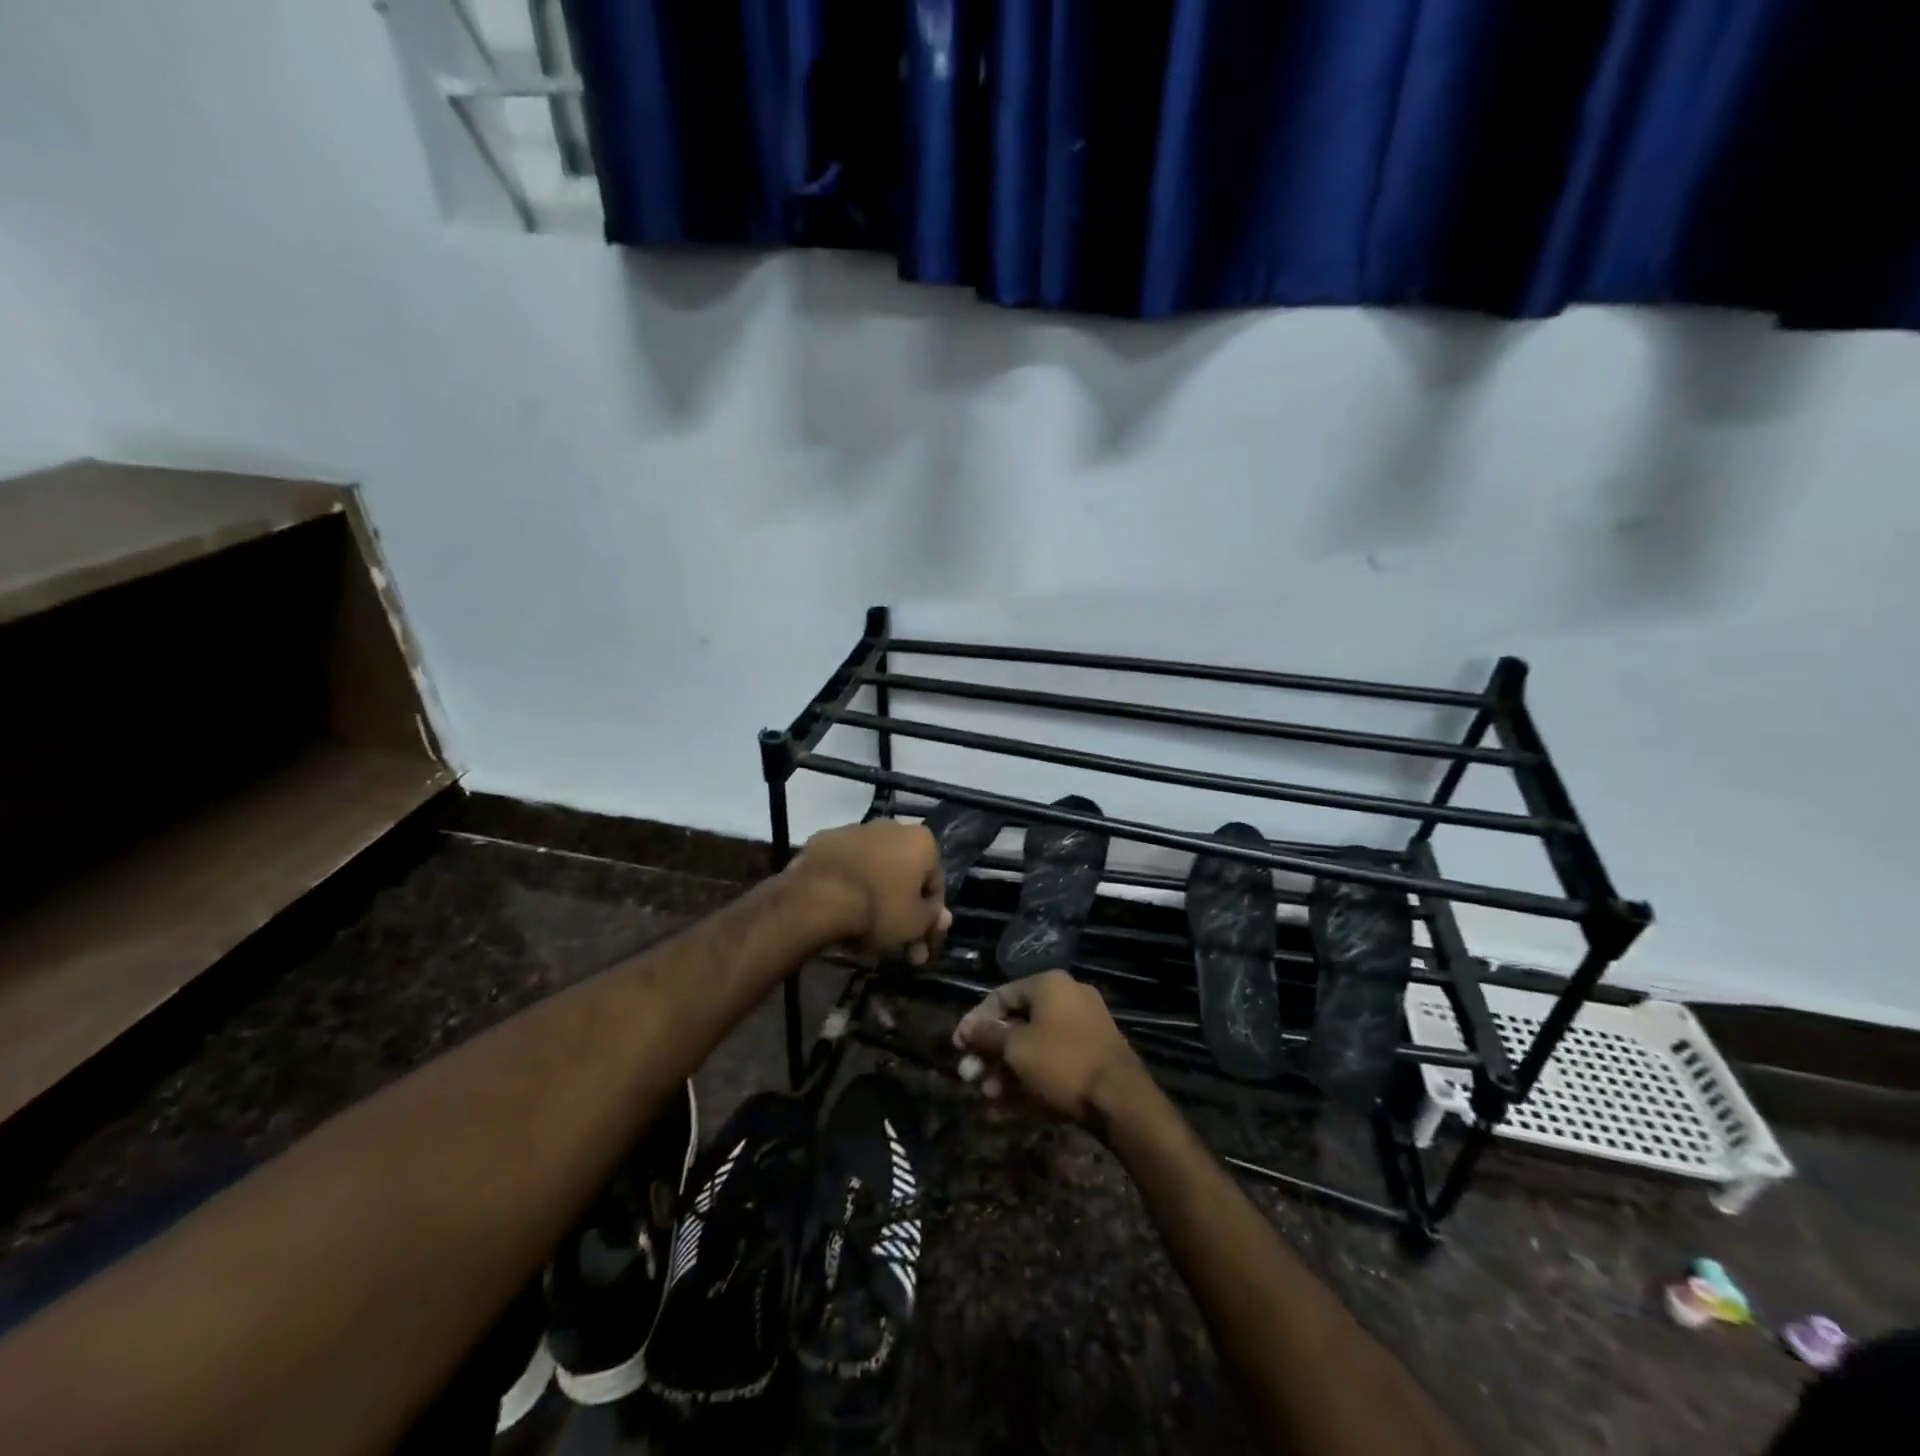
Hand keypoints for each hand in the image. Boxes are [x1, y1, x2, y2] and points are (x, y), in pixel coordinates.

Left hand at [788, 821, 951, 962]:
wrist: (817, 897)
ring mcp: (854, 830)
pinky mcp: (824, 839)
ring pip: (874, 867)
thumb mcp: (915, 923)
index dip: (929, 916)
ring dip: (875, 894)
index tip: (920, 942)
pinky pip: (845, 866)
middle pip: (903, 873)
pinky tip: (841, 909)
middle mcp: (891, 826)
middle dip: (902, 908)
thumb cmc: (878, 908)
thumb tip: (942, 917)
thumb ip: (932, 918)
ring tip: (864, 930)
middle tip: (895, 943)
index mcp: (920, 840)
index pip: (934, 882)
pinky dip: (847, 884)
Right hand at [952, 970, 1147, 1126]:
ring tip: (988, 1096)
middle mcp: (1067, 998)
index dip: (976, 1020)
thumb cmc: (1062, 1062)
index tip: (958, 1046)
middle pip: (1017, 1022)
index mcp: (1050, 985)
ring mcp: (1083, 1027)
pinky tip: (1008, 1106)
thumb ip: (988, 1035)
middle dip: (990, 1052)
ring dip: (1006, 1070)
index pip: (1002, 995)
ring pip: (1034, 1045)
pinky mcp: (1092, 1055)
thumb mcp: (1016, 1048)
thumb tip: (968, 1027)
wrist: (1121, 1100)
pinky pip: (1052, 1061)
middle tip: (970, 1076)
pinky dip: (1030, 1078)